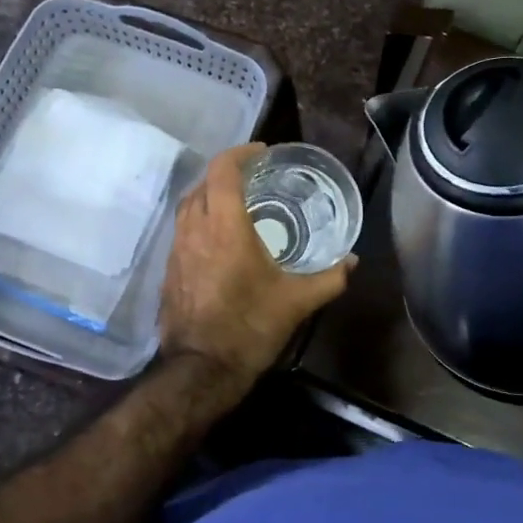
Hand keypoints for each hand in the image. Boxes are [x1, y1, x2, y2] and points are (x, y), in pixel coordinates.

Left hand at [160, 143, 354, 389]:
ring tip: (237, 204)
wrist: (201, 368)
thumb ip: (329, 277)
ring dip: (210, 196)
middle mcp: (195, 229)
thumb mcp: (298, 301)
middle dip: (226, 173)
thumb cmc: (250, 326)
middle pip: (203, 183)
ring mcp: (176, 249)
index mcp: (224, 226)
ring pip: (188, 206)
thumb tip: (353, 261)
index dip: (240, 154)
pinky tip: (219, 239)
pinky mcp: (169, 269)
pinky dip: (200, 221)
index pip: (222, 170)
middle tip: (254, 178)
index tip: (262, 154)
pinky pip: (182, 230)